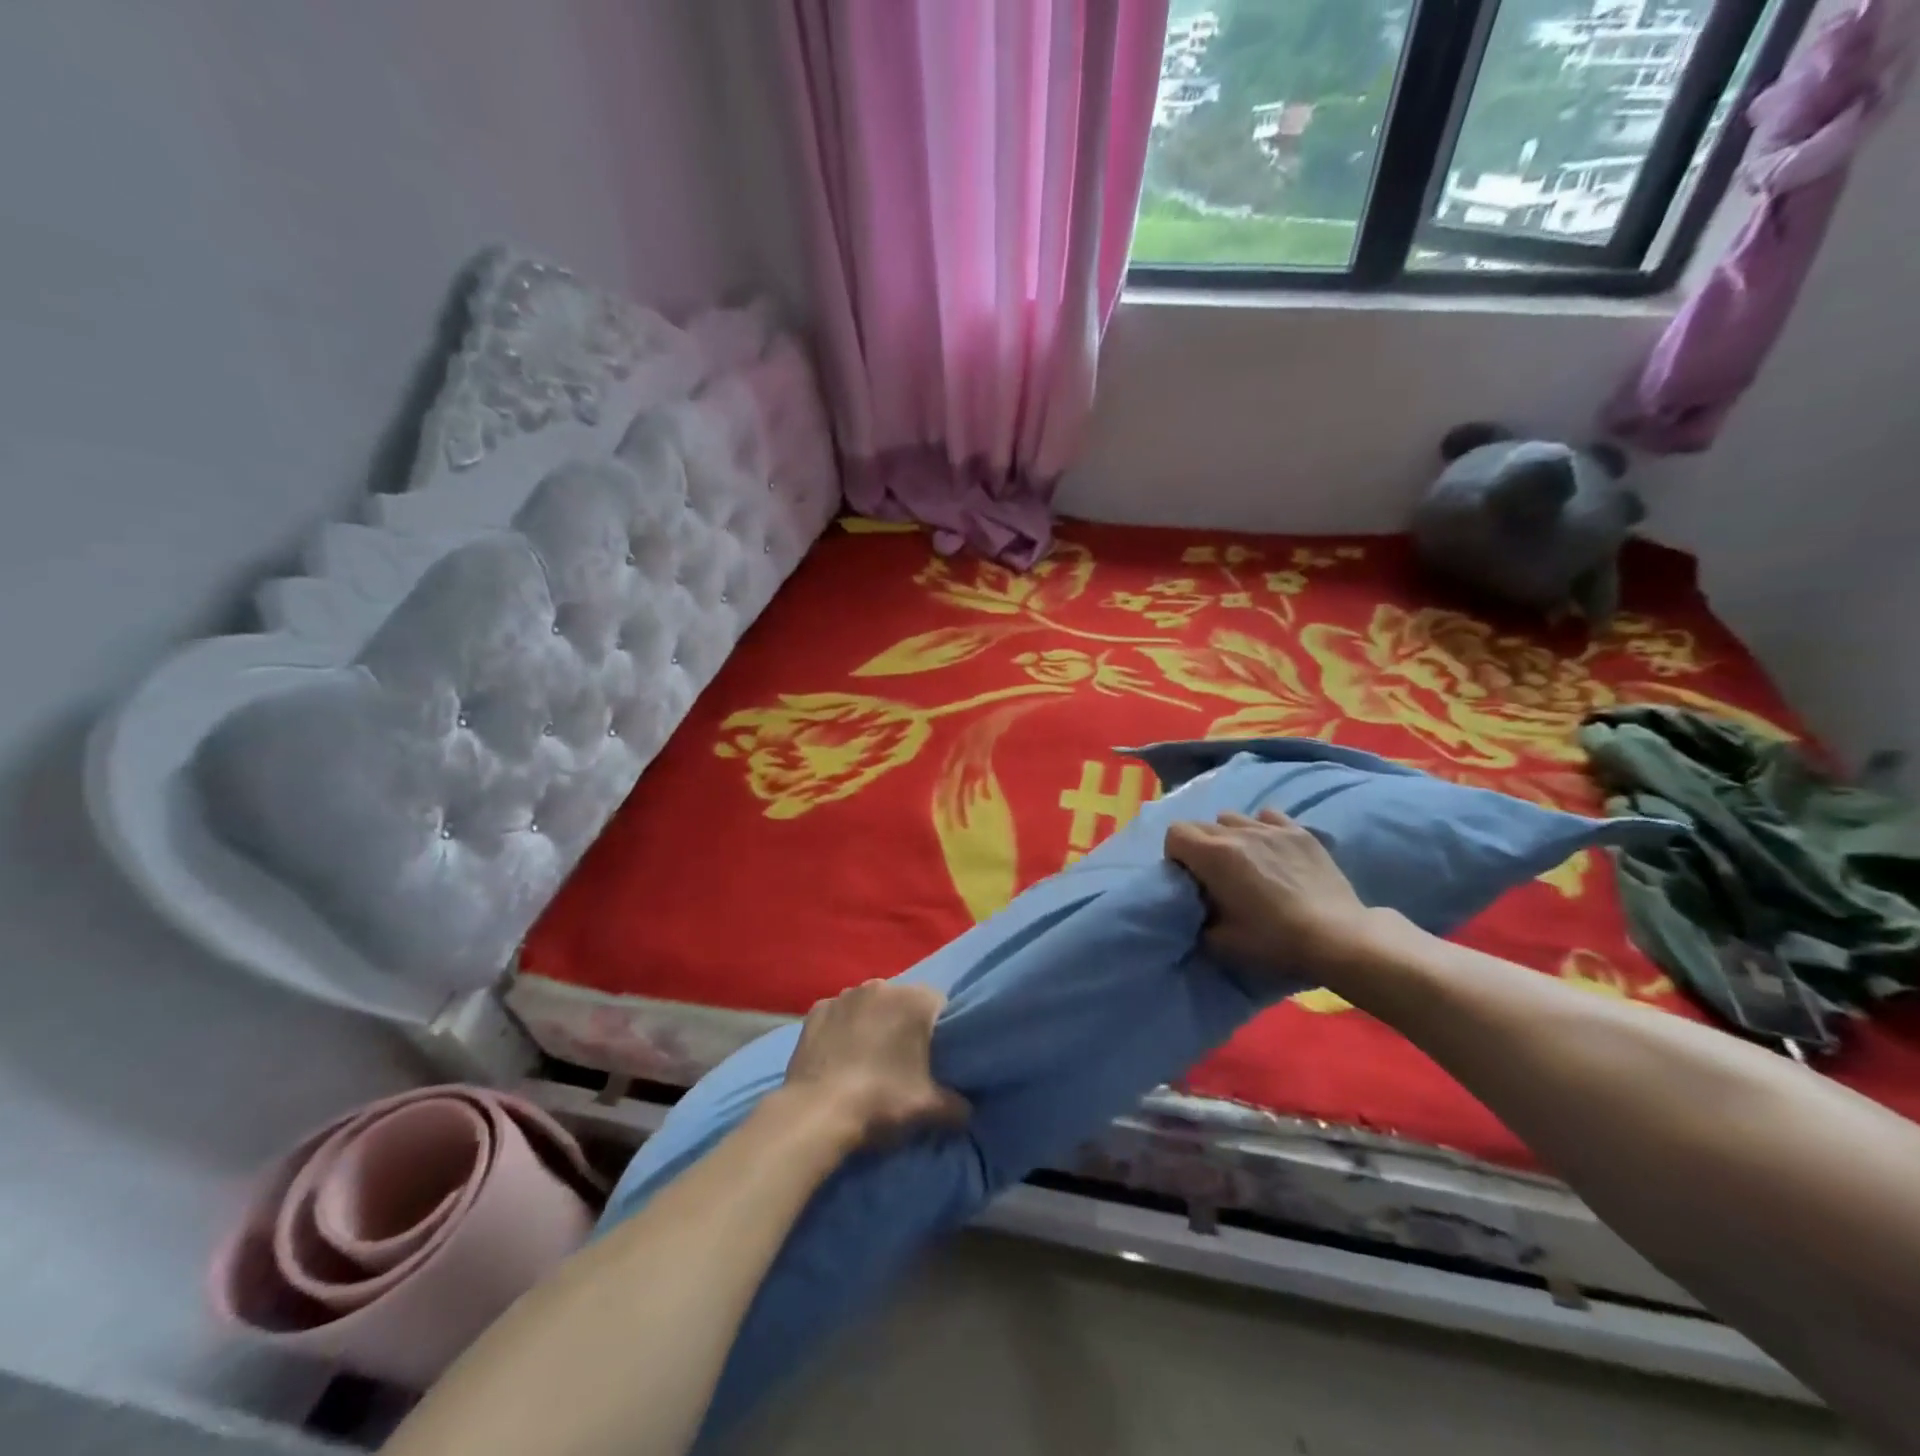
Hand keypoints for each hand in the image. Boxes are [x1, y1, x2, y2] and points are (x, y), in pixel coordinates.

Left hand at [782, 981, 969, 1148]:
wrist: (817, 1112)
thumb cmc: (881, 1101)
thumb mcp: (929, 1109)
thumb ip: (957, 1106)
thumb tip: (967, 1110)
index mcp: (914, 1000)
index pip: (938, 1003)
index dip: (939, 1028)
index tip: (935, 1054)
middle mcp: (880, 986)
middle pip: (902, 1001)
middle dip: (904, 1023)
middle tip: (902, 1059)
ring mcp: (844, 996)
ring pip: (869, 1005)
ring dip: (872, 1023)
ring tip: (867, 1059)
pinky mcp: (816, 1011)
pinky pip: (838, 1015)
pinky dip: (841, 1029)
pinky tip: (838, 1057)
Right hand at [1165, 809, 1384, 980]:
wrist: (1338, 937)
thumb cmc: (1274, 940)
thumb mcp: (1220, 942)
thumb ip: (1197, 919)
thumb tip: (1195, 909)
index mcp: (1213, 855)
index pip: (1175, 833)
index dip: (1176, 855)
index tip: (1189, 878)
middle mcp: (1238, 832)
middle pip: (1201, 825)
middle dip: (1198, 846)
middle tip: (1213, 876)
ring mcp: (1271, 828)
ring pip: (1232, 817)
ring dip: (1228, 835)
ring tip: (1242, 860)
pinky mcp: (1300, 832)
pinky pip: (1267, 816)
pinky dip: (1261, 828)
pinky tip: (1271, 850)